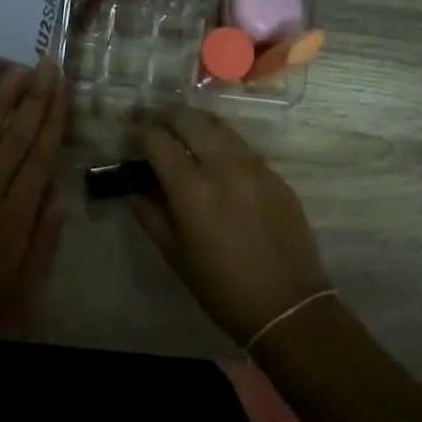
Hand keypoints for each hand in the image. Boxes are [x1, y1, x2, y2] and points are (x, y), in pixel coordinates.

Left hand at [0, 61, 68, 370]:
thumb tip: (59, 197)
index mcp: (14, 219)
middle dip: (34, 98)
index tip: (63, 89)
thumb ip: (42, 240)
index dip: (54, 120)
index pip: (41, 158)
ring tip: (16, 70)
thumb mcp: (20, 286)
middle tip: (47, 64)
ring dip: (0, 100)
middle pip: (15, 138)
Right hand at [134, 109, 328, 345]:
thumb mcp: (176, 255)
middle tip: (155, 125)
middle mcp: (223, 166)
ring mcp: (254, 167)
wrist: (288, 305)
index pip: (158, 139)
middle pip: (189, 119)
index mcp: (192, 188)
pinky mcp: (276, 175)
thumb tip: (135, 192)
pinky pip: (242, 147)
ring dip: (196, 123)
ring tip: (183, 133)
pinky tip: (216, 159)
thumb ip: (151, 216)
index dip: (140, 132)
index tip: (132, 136)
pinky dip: (222, 143)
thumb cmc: (221, 288)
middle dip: (166, 116)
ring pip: (219, 126)